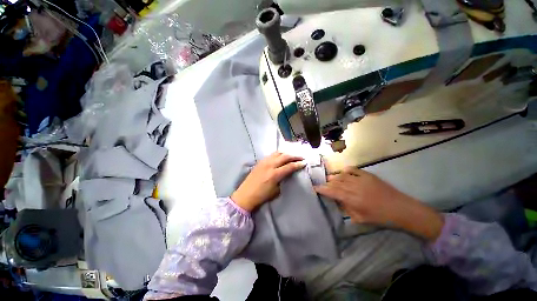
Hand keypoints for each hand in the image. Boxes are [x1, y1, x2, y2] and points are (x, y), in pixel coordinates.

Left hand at [231, 152, 305, 211]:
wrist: (245, 194)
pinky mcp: (260, 161)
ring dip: (286, 153)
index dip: (298, 164)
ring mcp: (264, 162)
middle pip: (285, 156)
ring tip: (292, 155)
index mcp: (274, 174)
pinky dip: (279, 154)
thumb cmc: (262, 195)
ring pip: (278, 153)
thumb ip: (283, 180)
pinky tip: (282, 156)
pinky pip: (272, 155)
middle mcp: (270, 165)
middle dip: (294, 156)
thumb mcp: (276, 191)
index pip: (289, 166)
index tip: (304, 163)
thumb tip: (288, 174)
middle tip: (301, 157)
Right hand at [314, 167, 443, 240]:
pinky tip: (343, 173)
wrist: (401, 208)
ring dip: (334, 177)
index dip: (321, 189)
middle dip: (326, 184)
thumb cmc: (380, 217)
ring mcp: (361, 179)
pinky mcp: (367, 175)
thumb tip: (337, 200)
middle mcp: (353, 187)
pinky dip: (346, 170)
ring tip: (330, 180)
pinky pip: (353, 169)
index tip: (314, 188)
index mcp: (352, 199)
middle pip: (335, 182)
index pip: (331, 191)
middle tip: (322, 185)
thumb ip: (346, 208)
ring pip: (341, 175)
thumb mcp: (360, 219)